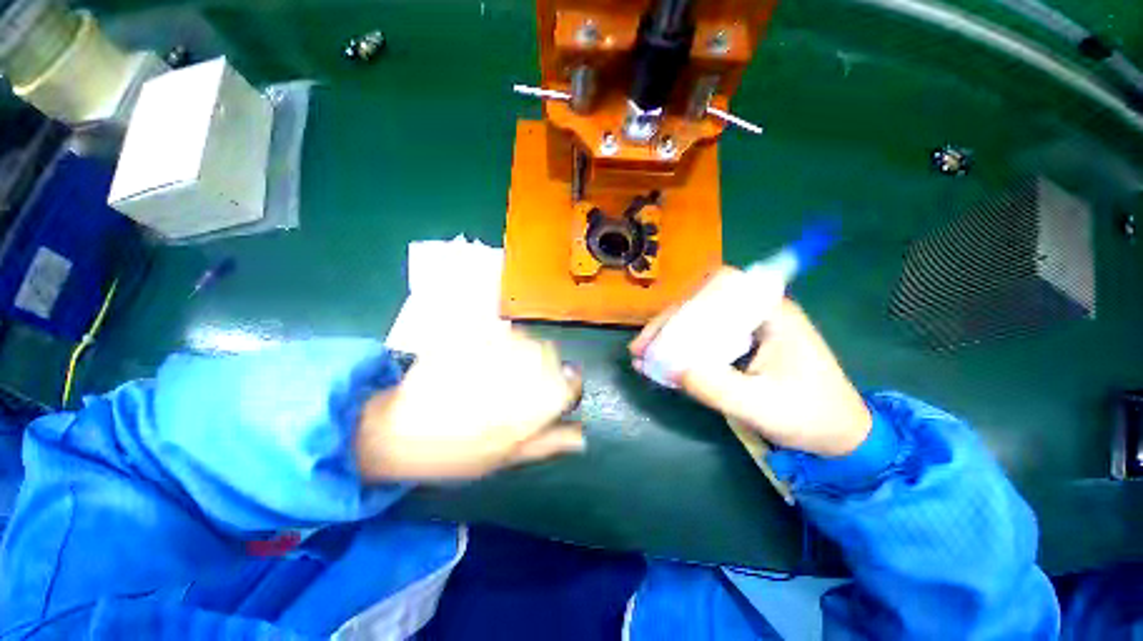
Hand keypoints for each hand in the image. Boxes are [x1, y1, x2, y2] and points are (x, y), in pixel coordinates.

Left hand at [355, 330, 583, 480]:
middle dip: (547, 369)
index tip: (562, 394)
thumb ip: (547, 442)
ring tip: (504, 374)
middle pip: (551, 356)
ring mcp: (494, 348)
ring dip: (525, 354)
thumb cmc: (455, 453)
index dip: (570, 387)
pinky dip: (503, 342)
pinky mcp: (472, 336)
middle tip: (526, 387)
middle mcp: (519, 368)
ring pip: (528, 341)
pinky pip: (501, 332)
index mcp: (531, 401)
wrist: (397, 431)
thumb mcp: (506, 457)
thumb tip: (581, 434)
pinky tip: (487, 359)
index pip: (571, 381)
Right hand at [631, 269, 870, 456]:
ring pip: (699, 321)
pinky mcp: (740, 346)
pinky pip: (704, 339)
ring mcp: (747, 329)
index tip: (662, 329)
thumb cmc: (811, 417)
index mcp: (771, 313)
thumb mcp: (762, 406)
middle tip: (640, 348)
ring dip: (668, 337)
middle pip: (703, 303)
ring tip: (642, 356)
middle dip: (667, 324)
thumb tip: (668, 367)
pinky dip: (680, 350)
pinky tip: (660, 364)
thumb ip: (715, 386)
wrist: (841, 438)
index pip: (723, 286)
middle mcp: (756, 313)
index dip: (687, 299)